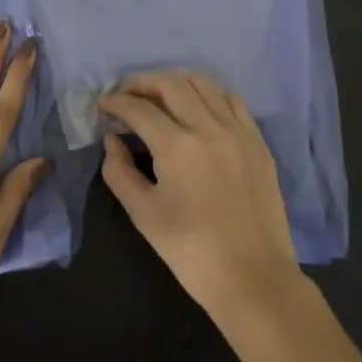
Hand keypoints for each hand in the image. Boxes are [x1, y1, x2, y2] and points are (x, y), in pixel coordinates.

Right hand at [99, 71, 303, 323]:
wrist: (253, 279)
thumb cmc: (191, 252)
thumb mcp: (144, 215)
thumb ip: (119, 172)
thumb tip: (112, 141)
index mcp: (177, 147)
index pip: (139, 108)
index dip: (116, 102)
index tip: (103, 104)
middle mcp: (209, 128)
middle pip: (172, 84)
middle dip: (143, 82)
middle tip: (126, 93)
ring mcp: (238, 132)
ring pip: (204, 84)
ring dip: (176, 82)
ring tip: (160, 96)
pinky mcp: (258, 142)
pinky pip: (233, 101)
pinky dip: (210, 95)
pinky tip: (199, 108)